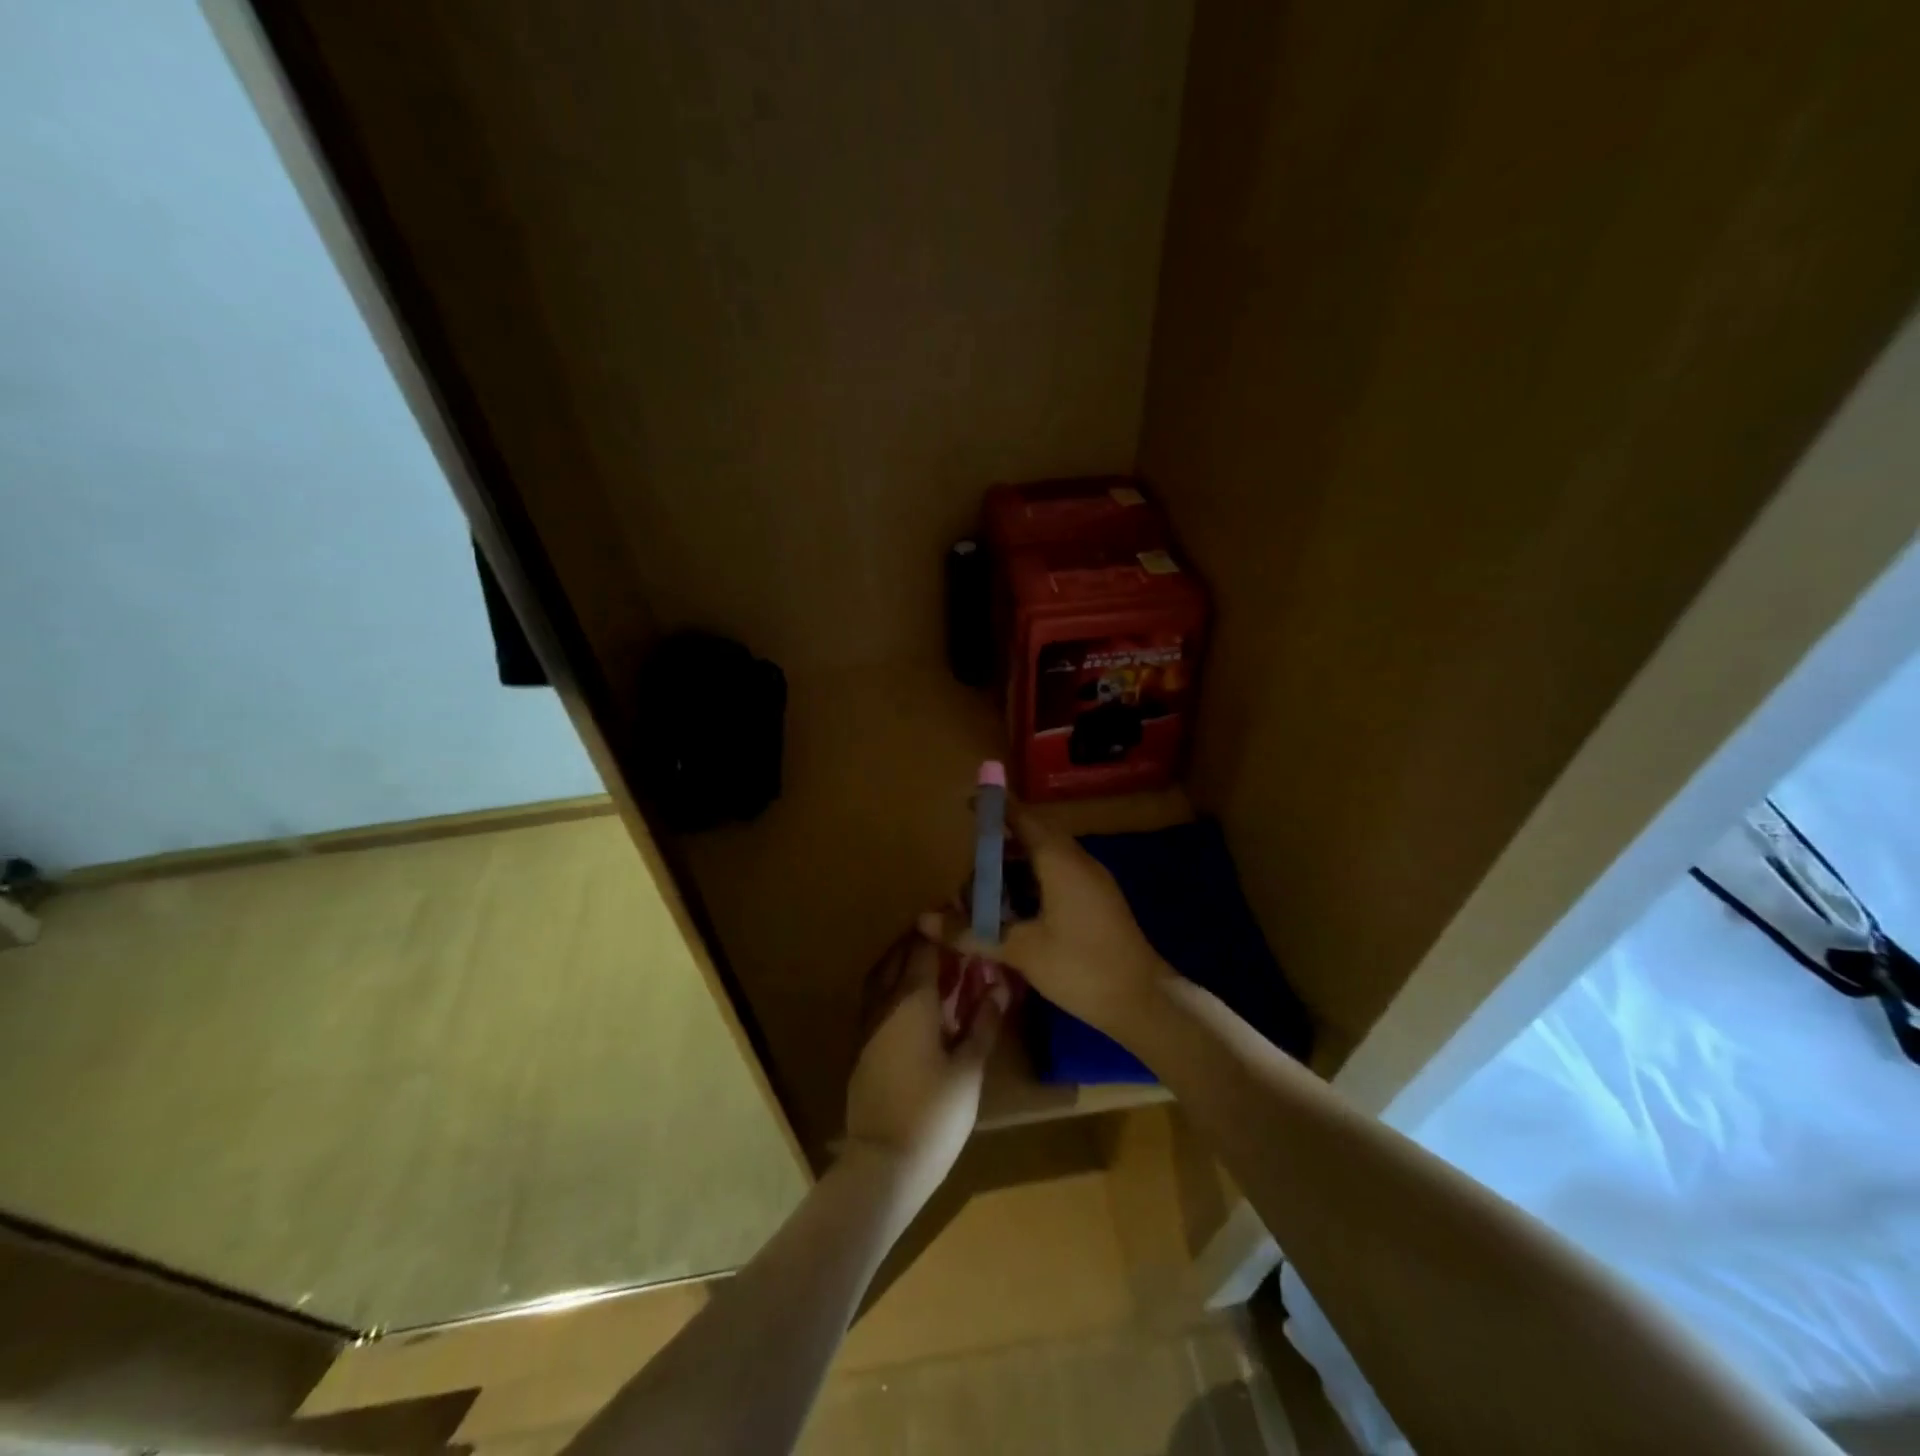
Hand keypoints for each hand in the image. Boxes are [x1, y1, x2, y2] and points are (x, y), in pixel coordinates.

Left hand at [844, 933, 1004, 1202]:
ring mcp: (869, 1023)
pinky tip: (914, 1003)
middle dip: (924, 942)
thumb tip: (998, 987)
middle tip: (953, 940)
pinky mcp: (862, 1045)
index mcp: (913, 998)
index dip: (944, 931)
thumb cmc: (935, 1111)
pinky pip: (878, 998)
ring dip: (905, 962)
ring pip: (884, 975)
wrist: (885, 1162)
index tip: (964, 921)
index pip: (926, 948)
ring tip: (934, 964)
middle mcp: (886, 1001)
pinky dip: (894, 987)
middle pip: (901, 956)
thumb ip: (983, 1022)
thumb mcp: (970, 1067)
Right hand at [919, 798, 1170, 1042]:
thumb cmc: (1080, 966)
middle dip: (1000, 845)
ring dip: (1016, 867)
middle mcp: (1078, 860)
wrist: (1143, 1001)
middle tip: (967, 858)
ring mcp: (1092, 881)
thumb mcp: (1021, 950)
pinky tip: (1014, 910)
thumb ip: (972, 932)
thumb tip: (923, 920)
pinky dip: (1032, 883)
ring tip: (984, 888)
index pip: (1023, 818)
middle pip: (1033, 837)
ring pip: (1046, 859)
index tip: (969, 804)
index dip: (996, 809)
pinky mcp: (1098, 901)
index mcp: (1060, 860)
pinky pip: (1058, 876)